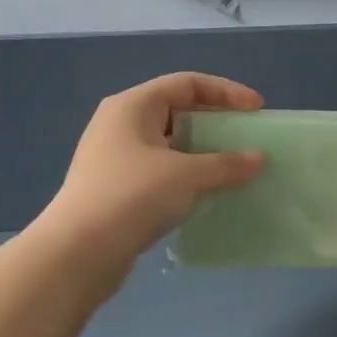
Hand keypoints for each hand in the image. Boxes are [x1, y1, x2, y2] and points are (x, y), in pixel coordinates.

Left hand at [41, 73, 265, 275]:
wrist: (78, 253)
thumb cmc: (132, 197)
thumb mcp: (187, 176)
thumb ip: (227, 165)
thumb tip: (258, 159)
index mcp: (133, 106)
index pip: (188, 83)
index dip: (227, 92)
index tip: (257, 110)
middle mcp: (121, 124)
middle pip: (178, 110)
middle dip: (216, 122)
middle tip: (246, 138)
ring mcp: (116, 157)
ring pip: (170, 144)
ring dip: (203, 152)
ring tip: (233, 168)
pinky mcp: (117, 188)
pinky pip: (162, 170)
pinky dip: (188, 175)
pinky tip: (207, 193)